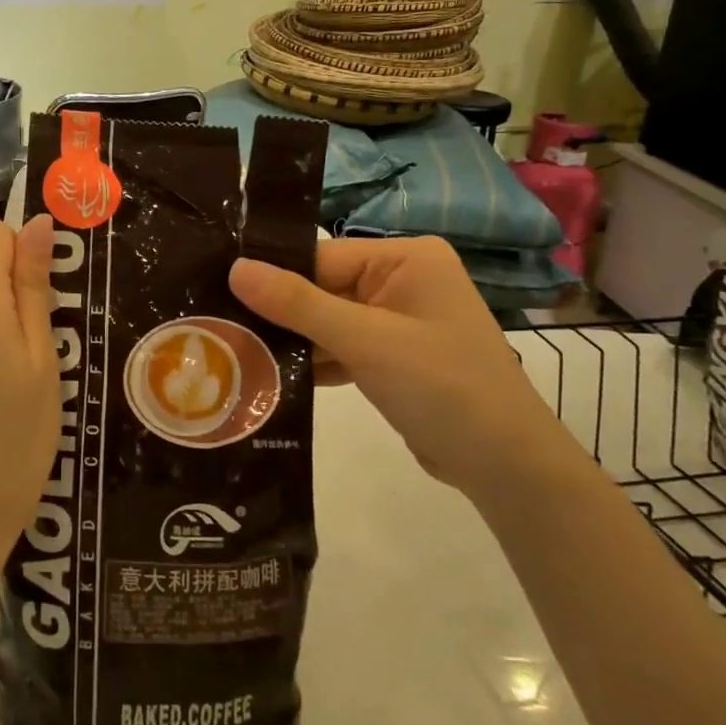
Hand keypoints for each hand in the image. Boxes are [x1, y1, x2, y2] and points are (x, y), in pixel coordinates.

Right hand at [229, 236, 571, 494]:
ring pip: (328, 320)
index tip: (219, 294)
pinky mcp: (393, 356)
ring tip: (236, 351)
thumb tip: (235, 267)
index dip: (276, 277)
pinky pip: (342, 347)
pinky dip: (315, 361)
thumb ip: (298, 303)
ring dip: (294, 340)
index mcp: (405, 258)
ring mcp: (398, 320)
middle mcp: (402, 280)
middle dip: (281, 313)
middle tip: (220, 326)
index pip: (322, 256)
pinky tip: (271, 375)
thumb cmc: (442, 386)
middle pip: (323, 287)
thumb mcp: (365, 340)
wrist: (507, 468)